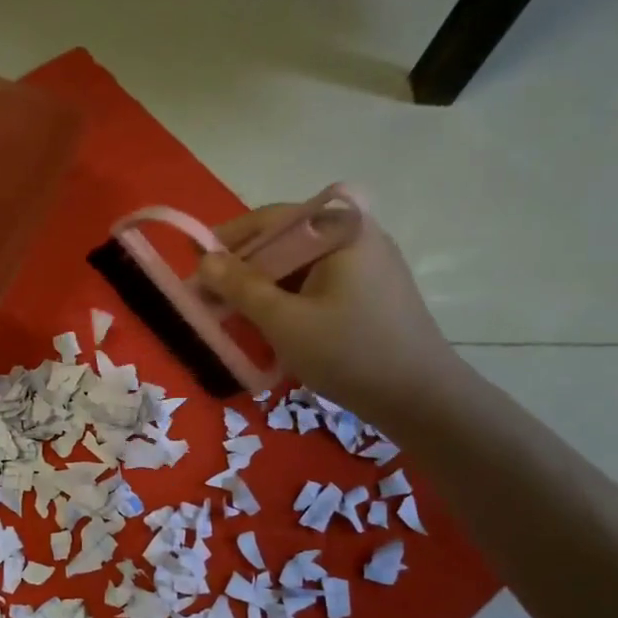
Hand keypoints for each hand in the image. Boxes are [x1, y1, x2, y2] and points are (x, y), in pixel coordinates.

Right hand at [197, 200, 463, 423]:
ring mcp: (368, 263)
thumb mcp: (284, 321)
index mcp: (340, 229)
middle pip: (285, 241)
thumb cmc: (349, 353)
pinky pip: (318, 283)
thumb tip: (204, 261)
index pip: (271, 220)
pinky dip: (289, 299)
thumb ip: (240, 287)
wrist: (420, 397)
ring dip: (264, 287)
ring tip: (236, 317)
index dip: (228, 242)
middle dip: (244, 269)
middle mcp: (356, 234)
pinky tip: (273, 326)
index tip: (196, 269)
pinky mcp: (371, 290)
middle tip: (212, 299)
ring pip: (300, 265)